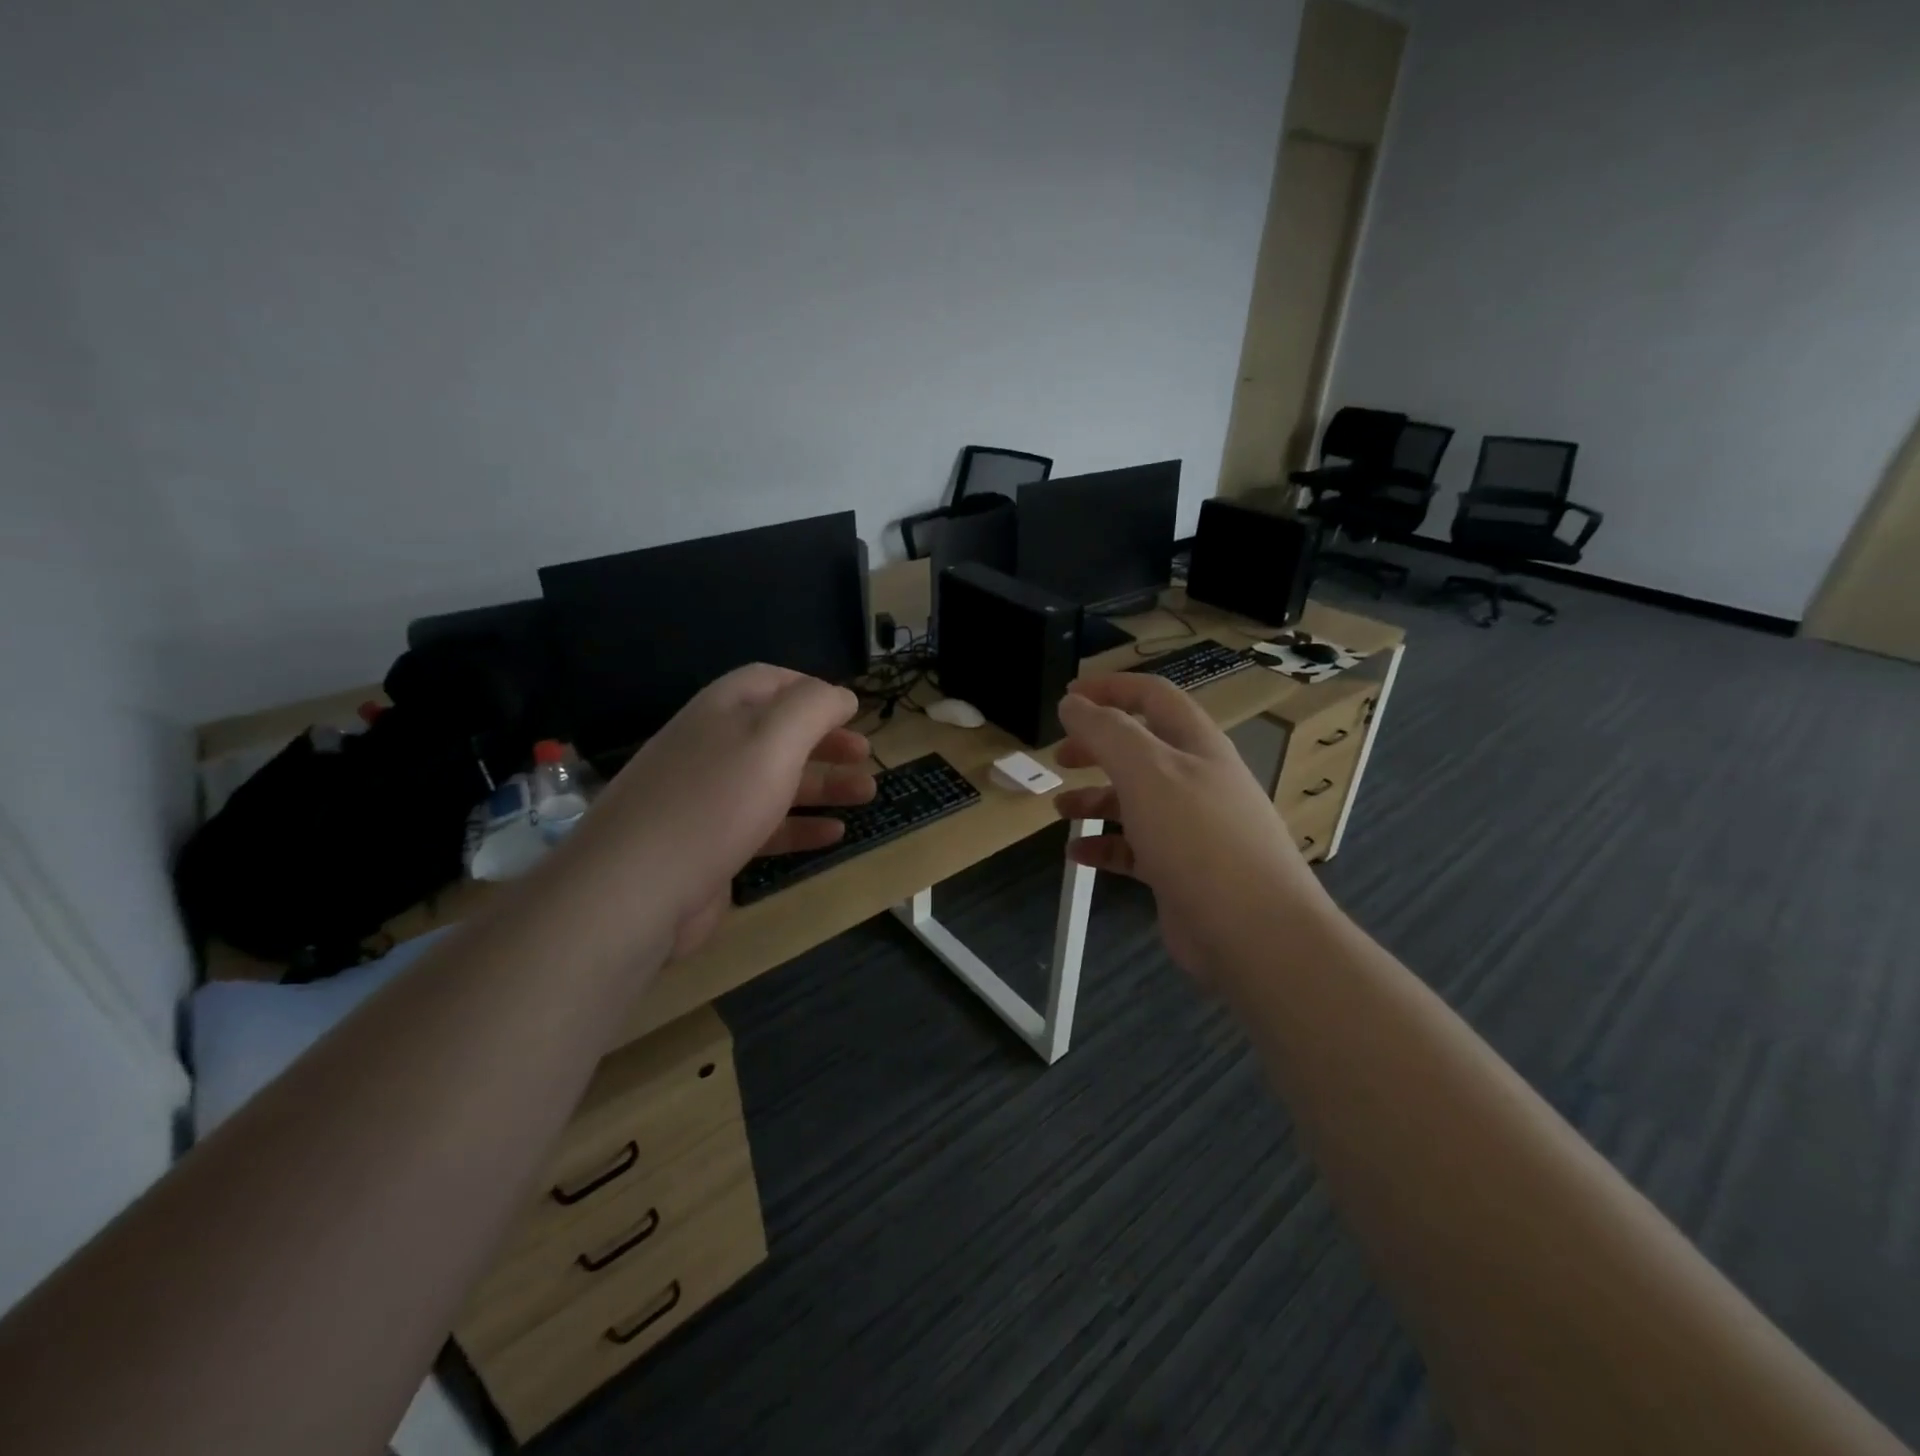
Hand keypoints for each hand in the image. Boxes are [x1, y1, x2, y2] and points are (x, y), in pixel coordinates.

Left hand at [567, 664, 873, 958]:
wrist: (635, 890)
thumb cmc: (714, 801)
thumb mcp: (773, 738)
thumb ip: (813, 707)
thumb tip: (841, 695)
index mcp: (721, 711)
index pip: (769, 681)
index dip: (811, 689)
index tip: (850, 709)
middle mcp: (712, 749)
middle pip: (777, 734)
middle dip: (825, 741)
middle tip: (865, 755)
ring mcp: (708, 801)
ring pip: (776, 782)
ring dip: (823, 785)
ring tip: (867, 794)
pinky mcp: (711, 848)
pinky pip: (765, 828)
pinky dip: (801, 827)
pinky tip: (834, 834)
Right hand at [1053, 674, 1327, 983]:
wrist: (1253, 931)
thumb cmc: (1198, 838)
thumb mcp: (1147, 771)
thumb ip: (1106, 731)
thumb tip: (1072, 704)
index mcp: (1196, 745)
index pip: (1152, 697)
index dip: (1110, 688)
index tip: (1067, 697)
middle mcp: (1196, 780)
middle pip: (1140, 748)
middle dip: (1097, 747)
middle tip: (1060, 756)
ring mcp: (1190, 828)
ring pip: (1135, 800)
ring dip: (1095, 798)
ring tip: (1061, 809)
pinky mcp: (1179, 870)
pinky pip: (1134, 848)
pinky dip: (1105, 845)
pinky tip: (1078, 853)